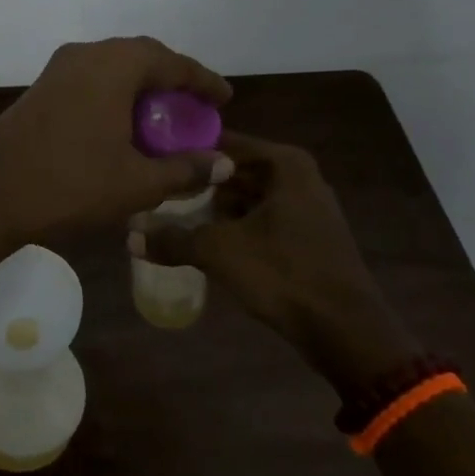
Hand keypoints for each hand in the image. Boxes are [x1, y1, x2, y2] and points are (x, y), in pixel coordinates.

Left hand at [0, 37, 233, 245]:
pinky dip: (115, 93)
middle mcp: (86, 54)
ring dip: (141, 85)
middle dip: (172, 77)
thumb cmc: (70, 184)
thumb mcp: (136, 183)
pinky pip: (91, 78)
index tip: (225, 99)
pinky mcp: (41, 87)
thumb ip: (185, 169)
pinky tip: (122, 124)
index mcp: (114, 66)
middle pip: (142, 56)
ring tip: (162, 115)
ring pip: (113, 66)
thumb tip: (223, 164)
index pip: (172, 62)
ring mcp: (58, 68)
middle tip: (194, 105)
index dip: (203, 80)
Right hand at [132, 132, 419, 396]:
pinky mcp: (308, 235)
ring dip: (213, 209)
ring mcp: (307, 206)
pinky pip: (261, 219)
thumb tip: (128, 235)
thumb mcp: (219, 251)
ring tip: (172, 218)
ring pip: (247, 197)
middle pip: (234, 171)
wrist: (347, 331)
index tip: (152, 162)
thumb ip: (172, 238)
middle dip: (198, 185)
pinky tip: (205, 241)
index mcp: (284, 164)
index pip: (222, 143)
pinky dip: (234, 226)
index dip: (187, 153)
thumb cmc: (284, 274)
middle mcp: (299, 176)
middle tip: (156, 194)